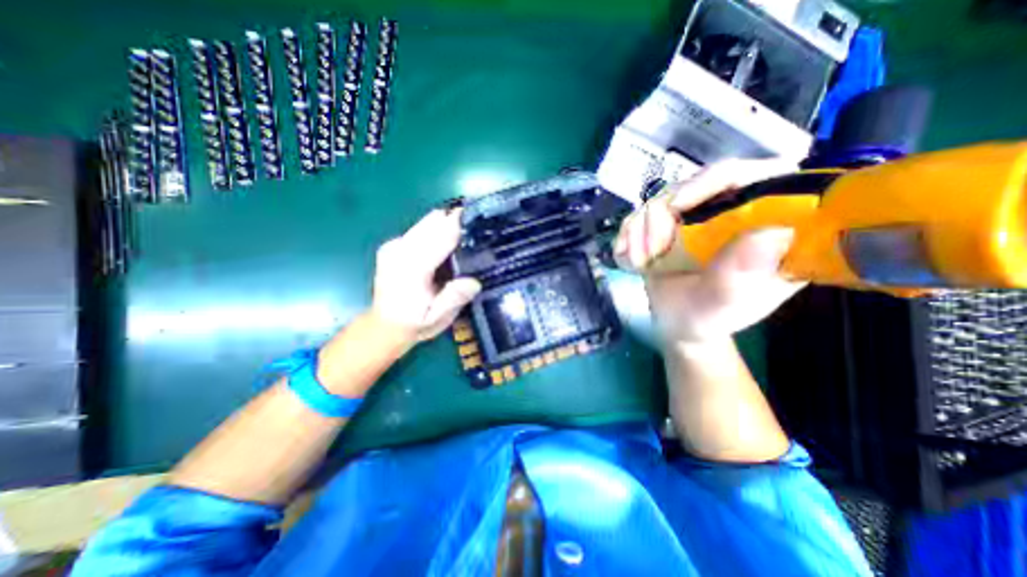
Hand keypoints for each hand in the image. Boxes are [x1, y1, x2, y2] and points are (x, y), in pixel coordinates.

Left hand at [369, 208, 480, 338]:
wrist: (383, 326)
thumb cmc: (414, 323)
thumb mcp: (437, 319)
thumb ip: (453, 298)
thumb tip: (474, 281)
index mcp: (412, 269)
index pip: (440, 236)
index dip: (460, 224)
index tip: (480, 216)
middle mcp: (399, 250)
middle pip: (432, 222)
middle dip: (455, 220)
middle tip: (477, 228)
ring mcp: (393, 245)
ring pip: (426, 222)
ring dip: (446, 224)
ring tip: (465, 235)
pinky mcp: (393, 245)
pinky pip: (420, 228)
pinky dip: (436, 230)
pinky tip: (446, 244)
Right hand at [613, 158, 805, 343]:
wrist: (674, 323)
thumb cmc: (706, 317)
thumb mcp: (724, 304)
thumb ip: (740, 276)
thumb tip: (771, 232)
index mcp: (769, 226)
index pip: (757, 176)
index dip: (715, 180)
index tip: (677, 206)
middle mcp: (734, 213)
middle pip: (696, 184)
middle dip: (662, 217)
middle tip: (651, 252)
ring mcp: (698, 216)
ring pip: (661, 199)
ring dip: (640, 232)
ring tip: (640, 263)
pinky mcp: (669, 223)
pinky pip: (640, 214)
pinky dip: (627, 236)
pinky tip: (629, 259)